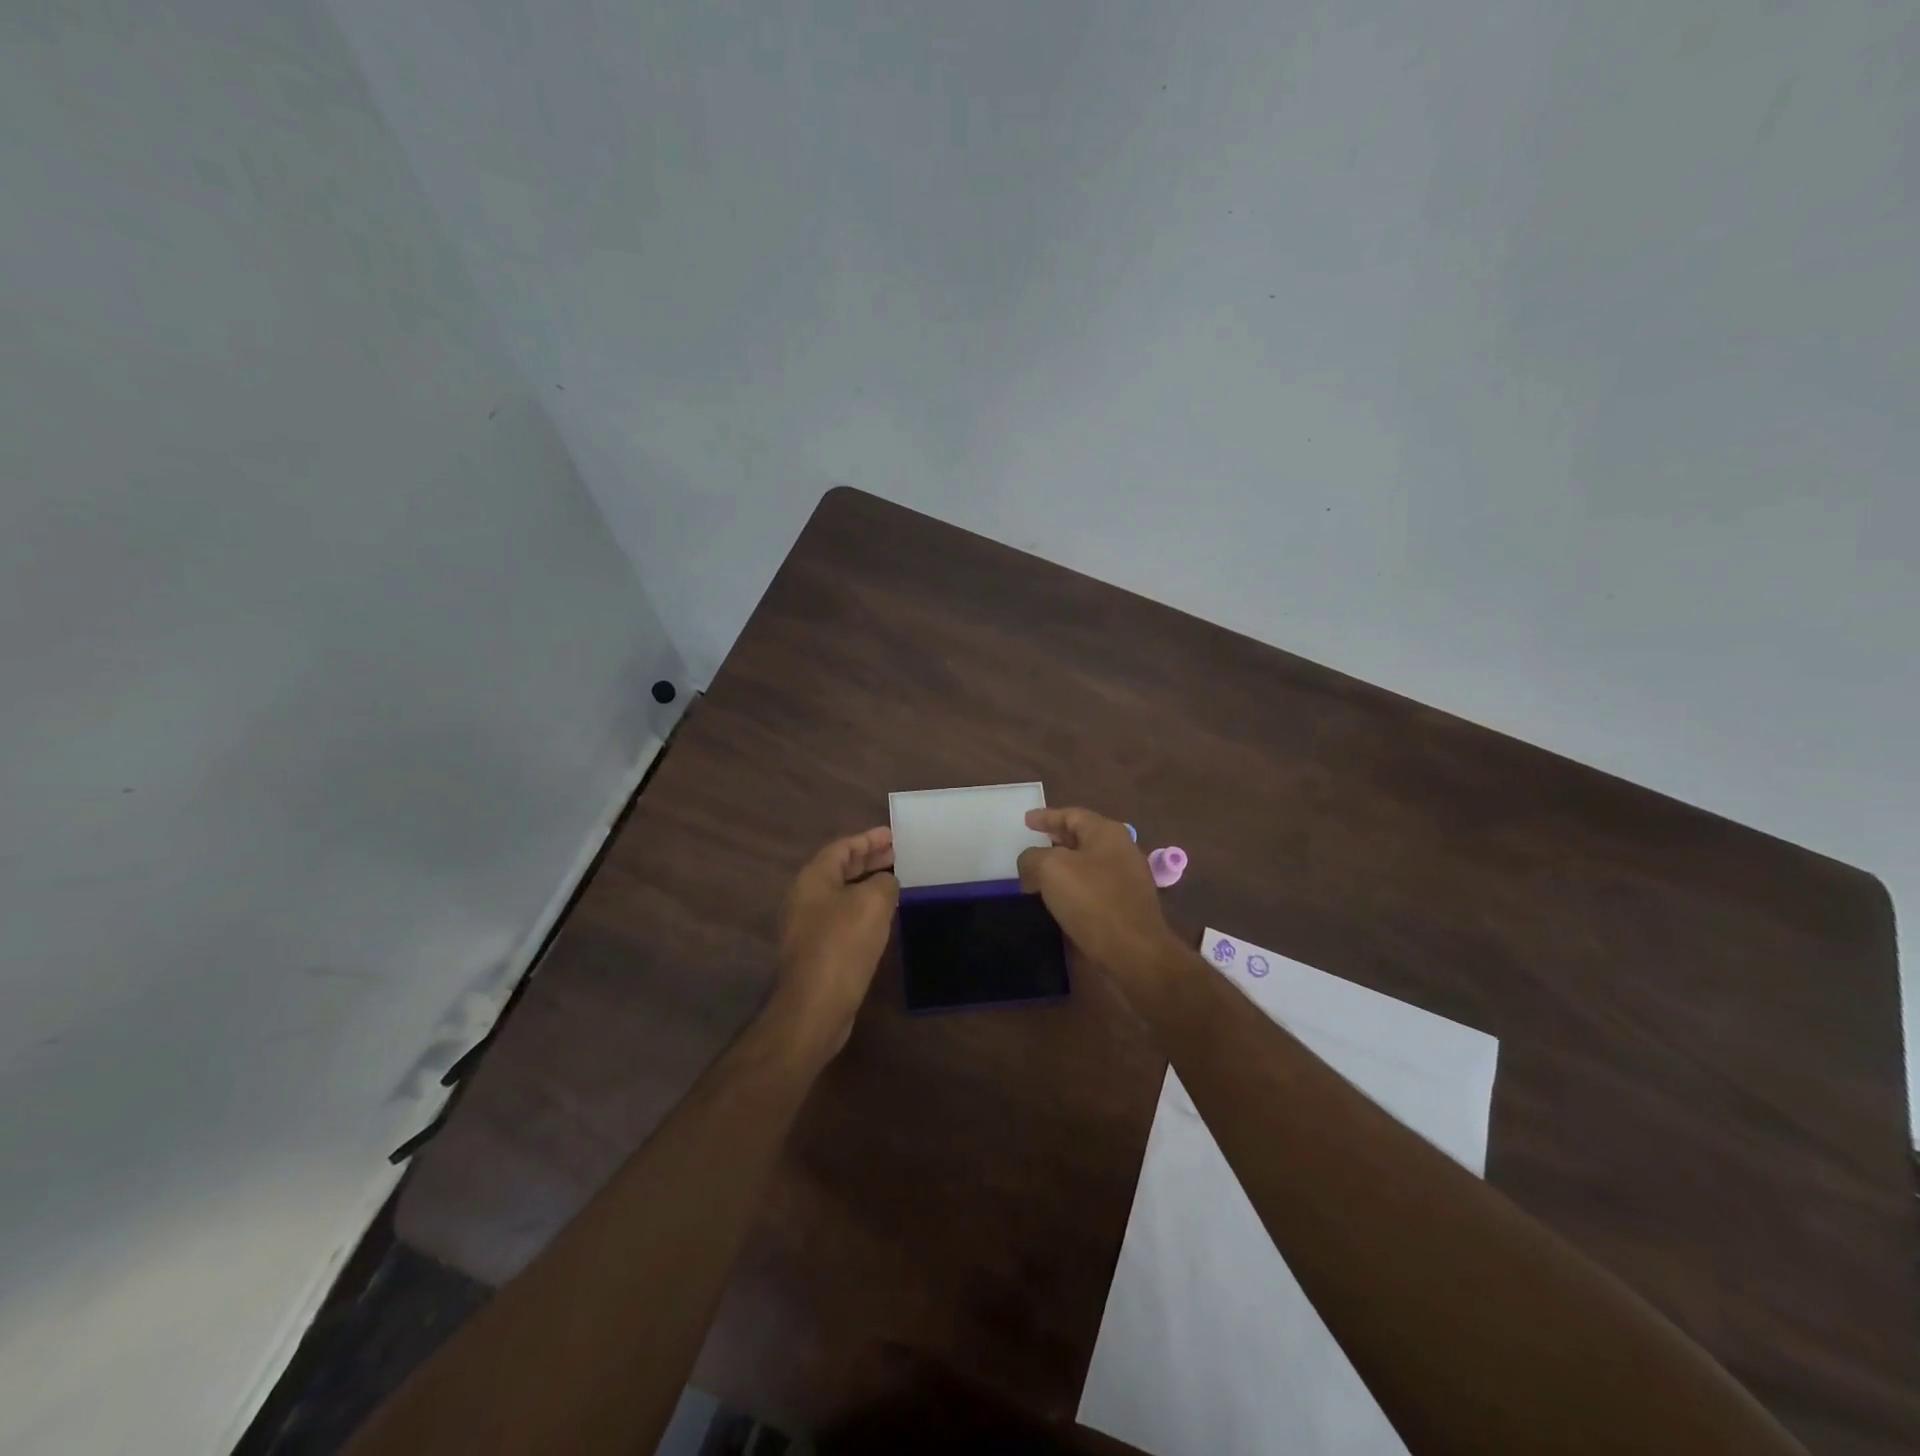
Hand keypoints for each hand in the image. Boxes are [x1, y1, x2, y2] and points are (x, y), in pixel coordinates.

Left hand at [772, 827, 899, 1058]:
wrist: (815, 1005)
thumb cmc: (843, 944)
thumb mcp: (873, 903)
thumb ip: (884, 883)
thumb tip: (886, 883)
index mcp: (813, 878)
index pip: (842, 847)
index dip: (869, 839)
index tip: (893, 836)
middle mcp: (805, 897)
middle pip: (839, 869)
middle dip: (868, 860)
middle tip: (897, 855)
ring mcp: (807, 926)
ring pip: (841, 895)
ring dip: (866, 886)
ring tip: (895, 883)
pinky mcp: (816, 951)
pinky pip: (842, 918)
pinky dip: (862, 910)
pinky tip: (882, 918)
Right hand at [1017, 808, 1182, 987]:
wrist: (1134, 953)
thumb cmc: (1093, 901)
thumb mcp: (1051, 869)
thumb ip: (1033, 858)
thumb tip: (1030, 864)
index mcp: (1107, 833)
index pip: (1072, 815)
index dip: (1046, 816)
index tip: (1026, 820)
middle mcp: (1121, 851)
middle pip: (1082, 837)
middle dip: (1055, 839)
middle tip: (1032, 843)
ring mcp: (1127, 880)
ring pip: (1087, 864)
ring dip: (1063, 866)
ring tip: (1038, 873)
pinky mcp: (1125, 906)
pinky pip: (1093, 888)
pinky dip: (1073, 888)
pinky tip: (1057, 900)